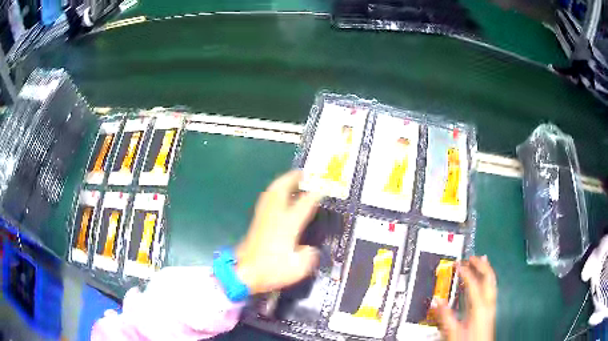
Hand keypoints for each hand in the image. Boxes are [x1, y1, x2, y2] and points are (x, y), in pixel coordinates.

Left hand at [235, 170, 323, 293]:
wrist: (244, 273)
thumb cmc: (271, 270)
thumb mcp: (297, 268)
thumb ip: (308, 256)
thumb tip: (308, 249)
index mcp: (287, 225)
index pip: (304, 202)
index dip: (316, 192)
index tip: (325, 184)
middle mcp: (274, 216)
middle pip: (282, 188)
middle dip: (293, 177)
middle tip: (304, 172)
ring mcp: (263, 217)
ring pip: (271, 191)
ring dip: (282, 181)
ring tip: (293, 179)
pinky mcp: (257, 221)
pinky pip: (267, 198)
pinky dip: (275, 191)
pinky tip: (279, 195)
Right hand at [434, 255, 496, 340]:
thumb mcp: (453, 331)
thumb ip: (445, 316)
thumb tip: (437, 301)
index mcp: (479, 307)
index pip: (473, 283)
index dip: (465, 271)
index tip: (457, 264)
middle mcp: (488, 303)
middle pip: (488, 277)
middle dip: (480, 265)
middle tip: (471, 257)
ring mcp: (491, 306)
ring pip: (492, 281)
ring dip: (486, 269)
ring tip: (482, 260)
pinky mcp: (490, 310)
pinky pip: (491, 288)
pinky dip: (487, 279)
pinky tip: (483, 280)